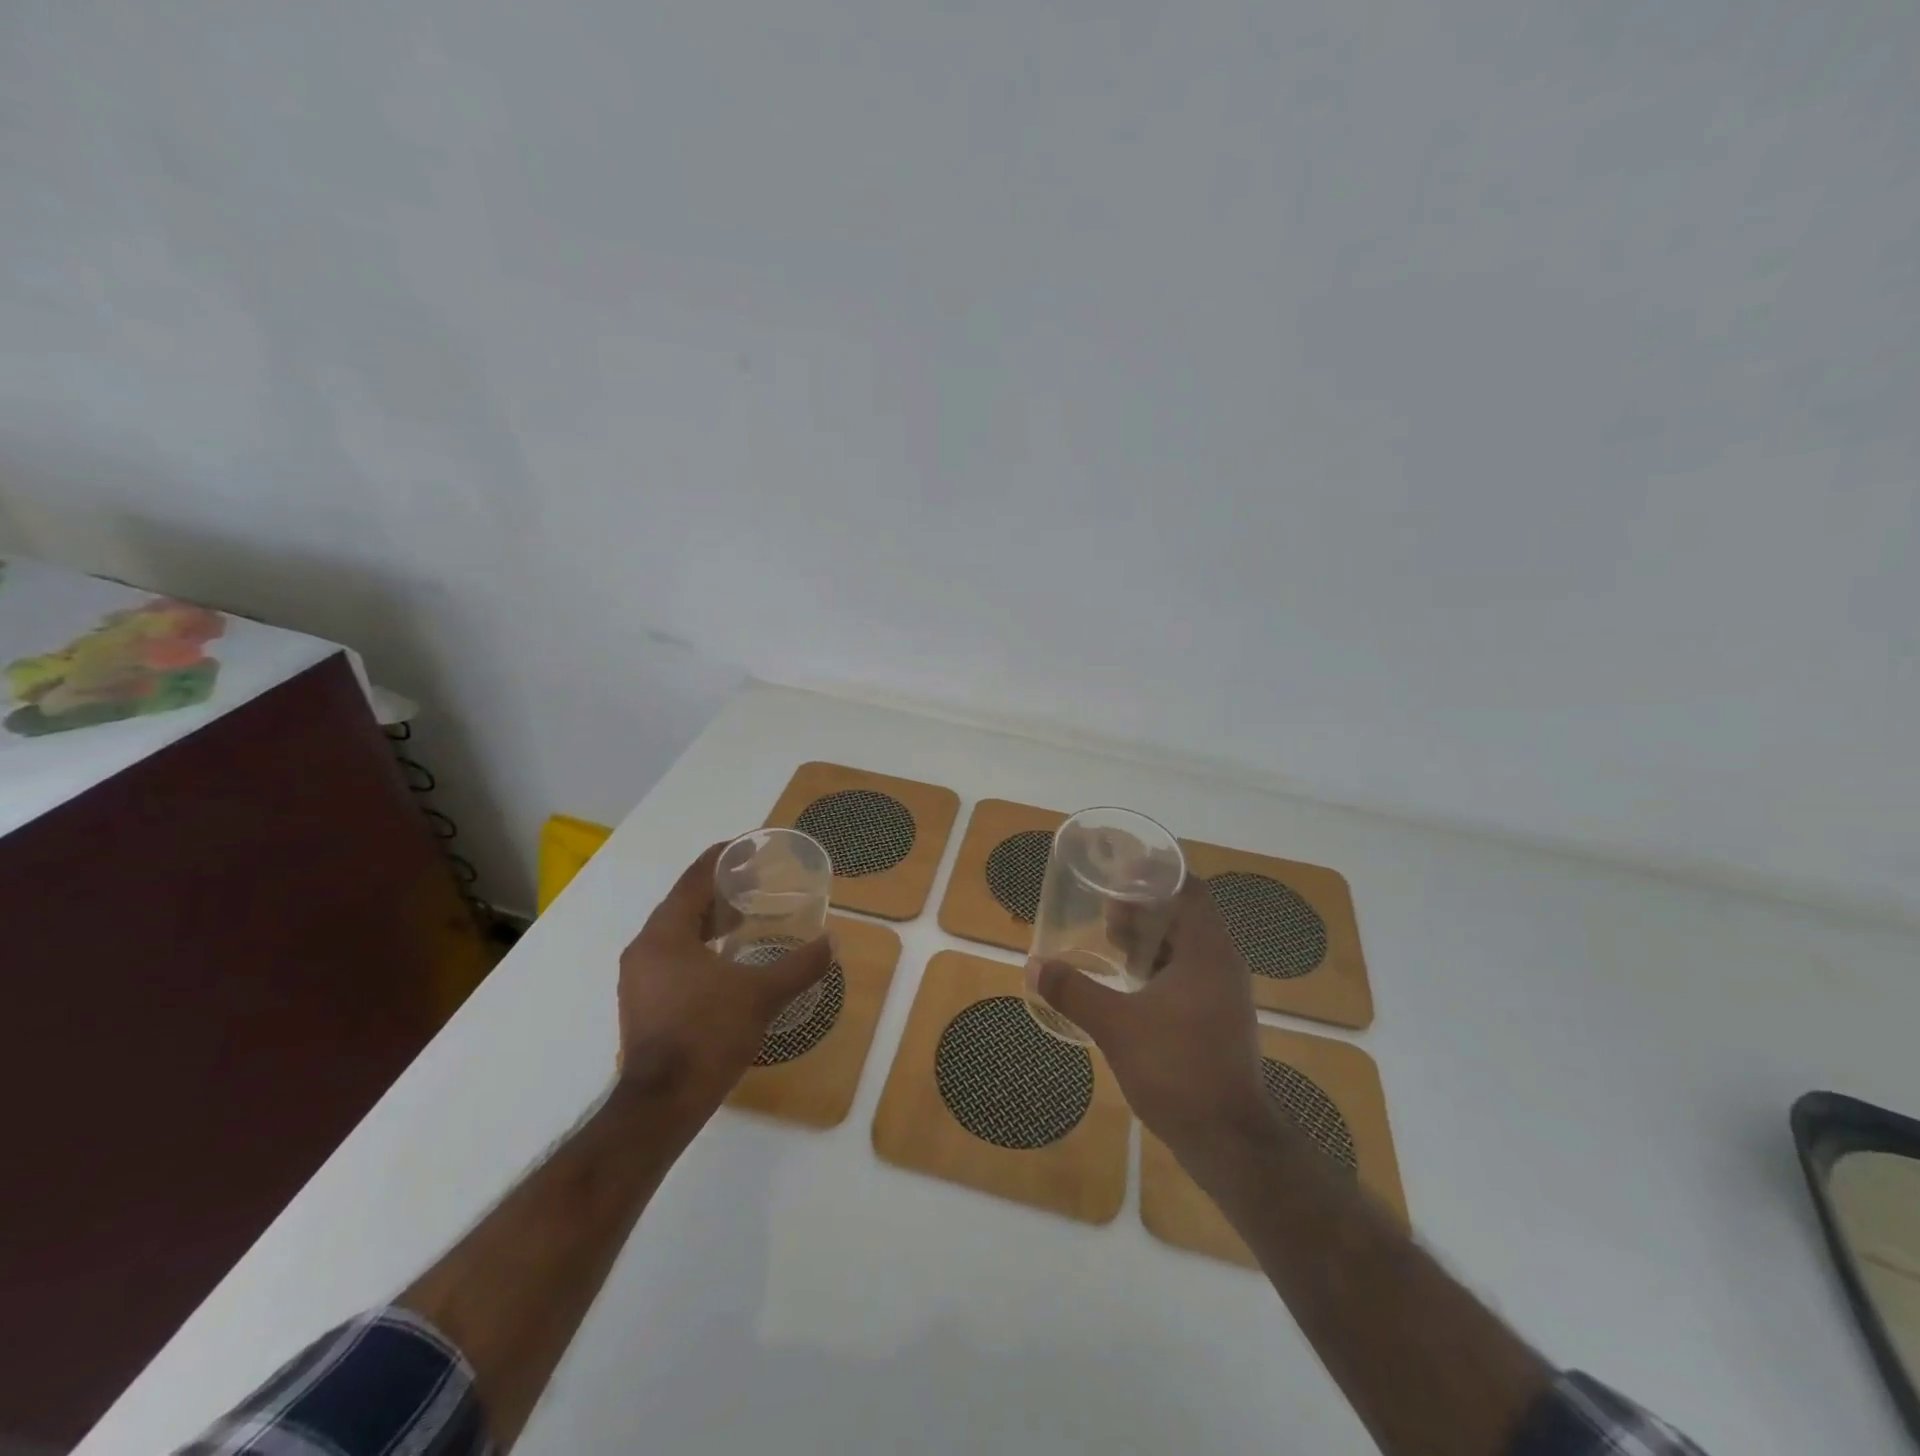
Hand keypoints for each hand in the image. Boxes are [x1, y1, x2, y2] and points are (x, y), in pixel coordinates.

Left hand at [617, 841, 833, 1110]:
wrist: (661, 1106)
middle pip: (684, 902)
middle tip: (758, 880)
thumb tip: (832, 942)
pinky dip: (699, 945)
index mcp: (665, 934)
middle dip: (720, 888)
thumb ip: (800, 965)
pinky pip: (673, 955)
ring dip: (709, 919)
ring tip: (746, 915)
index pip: (695, 878)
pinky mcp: (643, 1001)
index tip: (750, 844)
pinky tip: (727, 958)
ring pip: (677, 931)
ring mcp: (639, 977)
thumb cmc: (708, 1036)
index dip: (723, 857)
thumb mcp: (762, 996)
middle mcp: (645, 947)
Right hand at [1029, 877, 1266, 1154]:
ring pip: (1187, 949)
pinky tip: (1129, 985)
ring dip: (1151, 941)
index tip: (1119, 872)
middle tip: (1104, 910)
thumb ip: (1074, 992)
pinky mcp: (1219, 1020)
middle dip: (1144, 909)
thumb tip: (1034, 965)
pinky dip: (1160, 969)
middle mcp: (1222, 964)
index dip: (1155, 875)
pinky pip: (1189, 976)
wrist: (1228, 1141)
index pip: (1189, 889)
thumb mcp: (1116, 1026)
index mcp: (1207, 950)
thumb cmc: (1177, 1069)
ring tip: (1110, 941)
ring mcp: (1224, 994)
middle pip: (1185, 916)